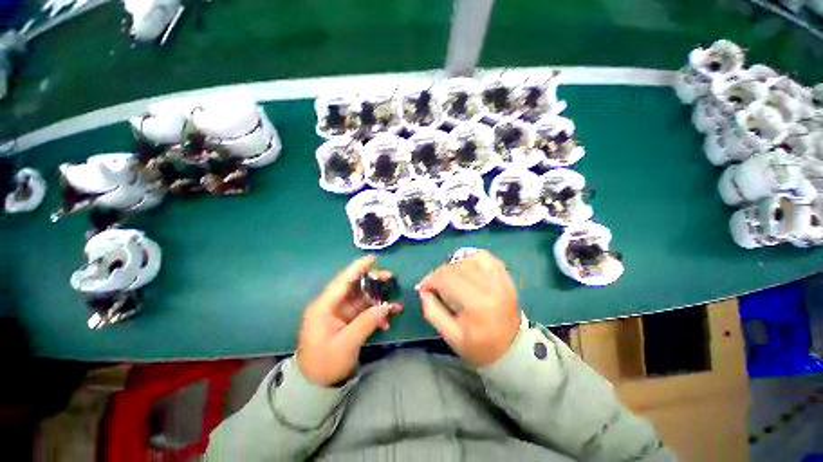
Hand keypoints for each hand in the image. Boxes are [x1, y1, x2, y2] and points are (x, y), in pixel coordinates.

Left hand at [297, 256, 401, 386]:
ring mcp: (339, 313)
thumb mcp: (345, 345)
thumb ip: (366, 323)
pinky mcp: (346, 321)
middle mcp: (331, 305)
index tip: (374, 258)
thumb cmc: (325, 364)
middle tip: (390, 278)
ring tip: (394, 303)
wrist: (315, 385)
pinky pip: (363, 311)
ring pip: (361, 298)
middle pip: (354, 286)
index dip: (358, 267)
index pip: (343, 280)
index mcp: (324, 307)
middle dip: (373, 281)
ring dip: (378, 299)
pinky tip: (387, 320)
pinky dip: (375, 313)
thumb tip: (385, 307)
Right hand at [417, 250, 519, 367]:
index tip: (423, 287)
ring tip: (451, 279)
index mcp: (475, 303)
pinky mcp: (505, 276)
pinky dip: (472, 259)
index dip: (430, 280)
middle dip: (439, 274)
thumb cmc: (479, 346)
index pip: (446, 278)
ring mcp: (500, 278)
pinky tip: (467, 268)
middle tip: (435, 285)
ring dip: (454, 267)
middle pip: (455, 267)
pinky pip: (485, 256)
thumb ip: (432, 311)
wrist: (512, 349)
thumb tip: (423, 290)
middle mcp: (489, 285)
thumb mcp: (450, 336)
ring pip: (468, 259)